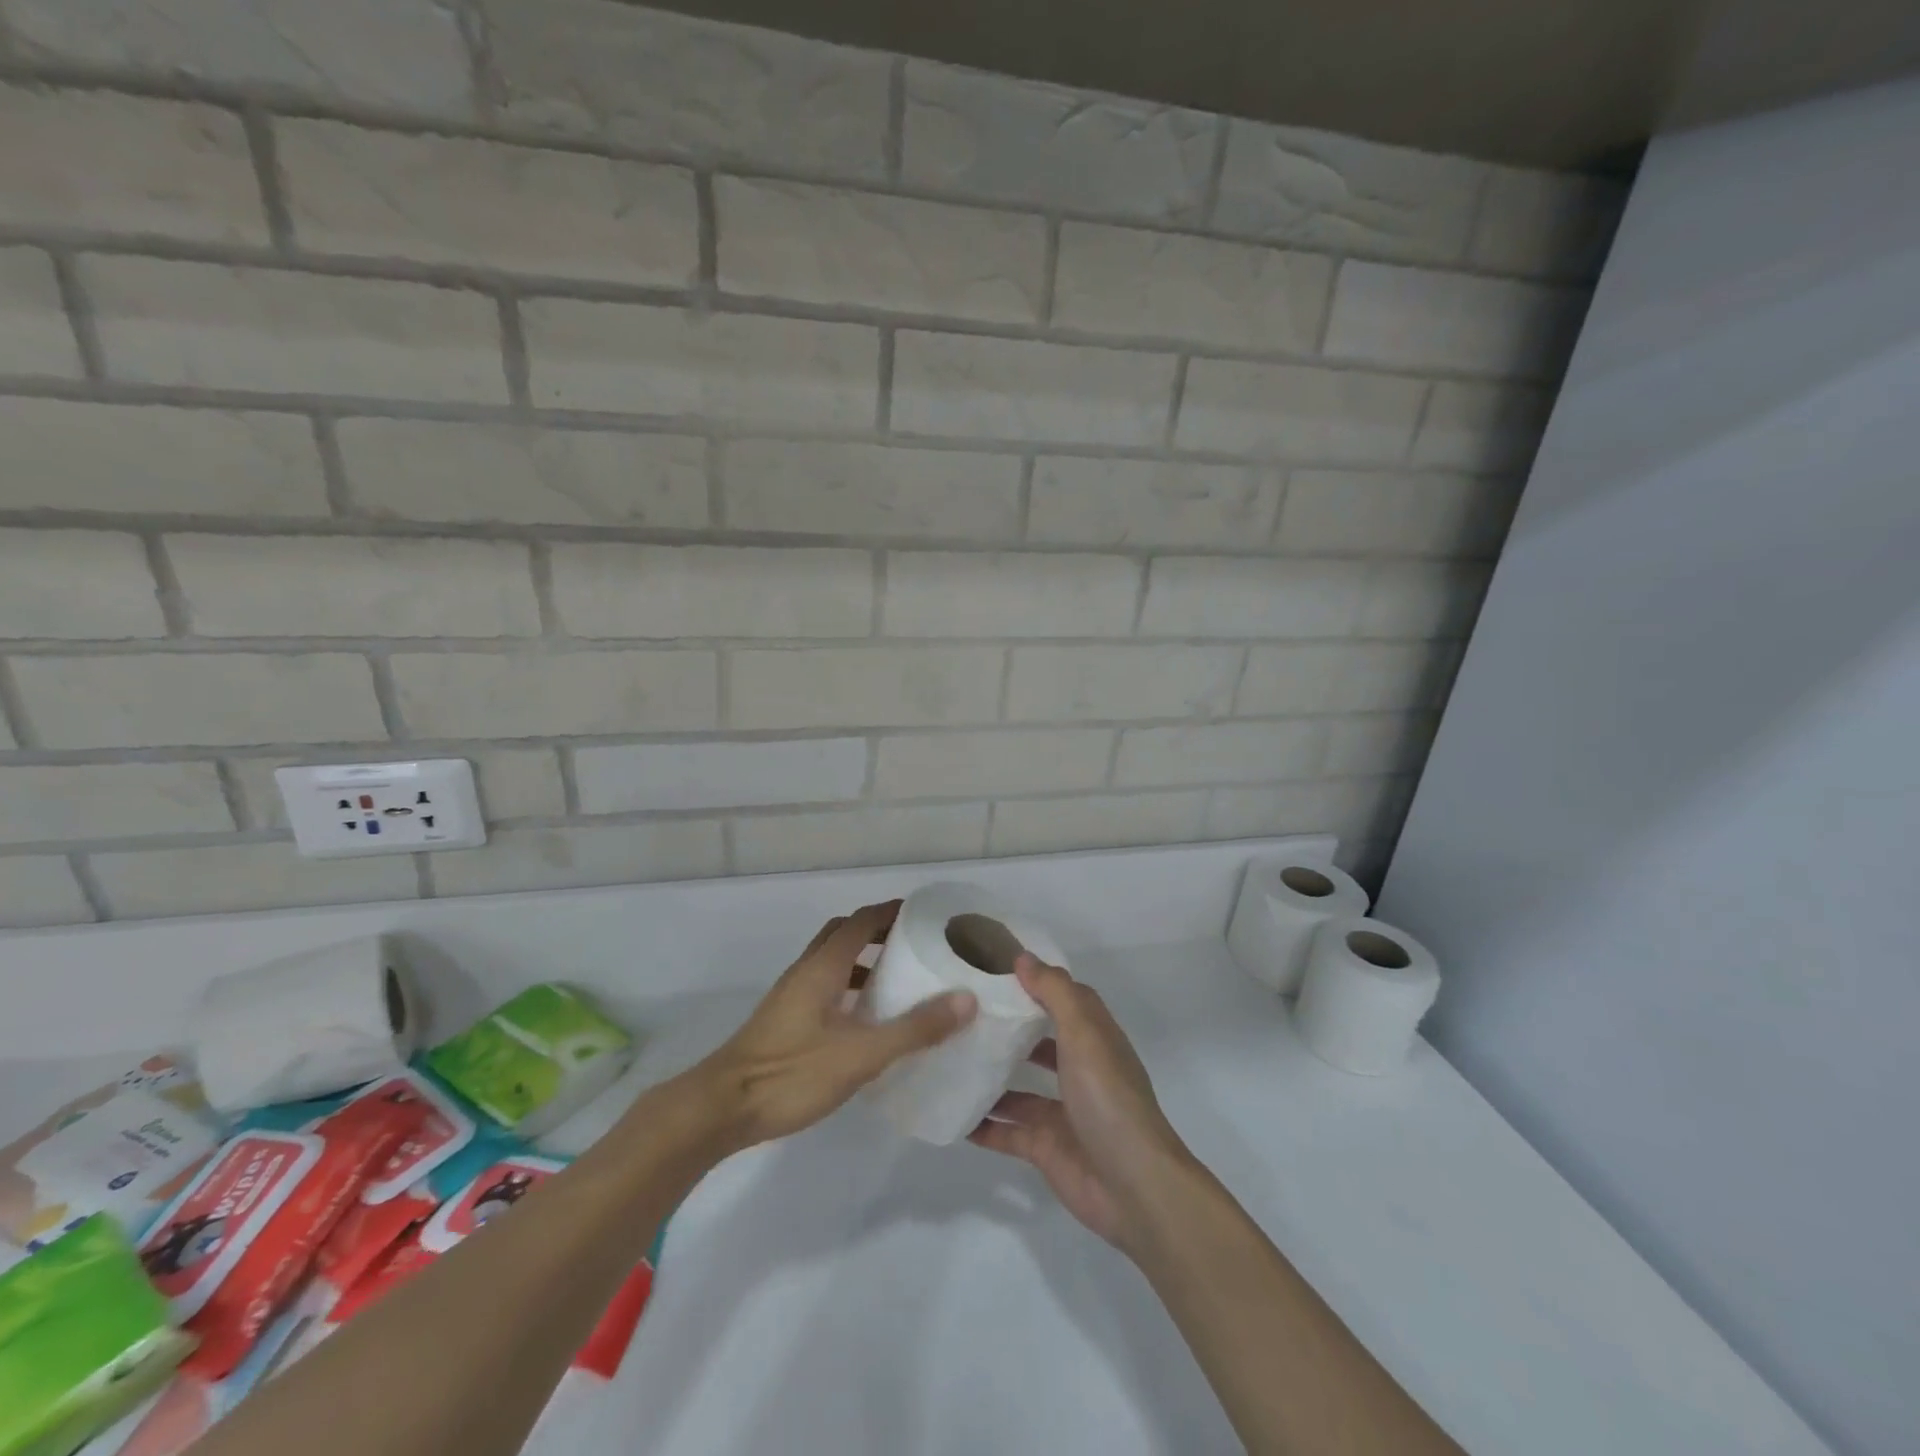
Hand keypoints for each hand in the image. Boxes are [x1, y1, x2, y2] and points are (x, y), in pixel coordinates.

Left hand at [695, 902, 977, 1150]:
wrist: (721, 1109)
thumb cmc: (791, 1073)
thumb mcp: (861, 1054)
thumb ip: (914, 1028)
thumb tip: (966, 999)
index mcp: (822, 966)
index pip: (861, 921)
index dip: (891, 911)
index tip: (925, 915)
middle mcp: (805, 972)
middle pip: (843, 934)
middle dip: (878, 932)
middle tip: (915, 945)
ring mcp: (790, 997)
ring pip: (831, 962)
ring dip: (862, 962)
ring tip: (898, 982)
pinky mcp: (784, 1022)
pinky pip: (823, 988)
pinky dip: (848, 989)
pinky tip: (864, 1023)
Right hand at [968, 955, 1192, 1254]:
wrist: (1134, 1188)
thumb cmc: (1109, 1099)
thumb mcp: (1083, 1035)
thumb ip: (1054, 993)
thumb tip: (1023, 958)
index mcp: (1094, 1039)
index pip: (1065, 999)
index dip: (1037, 982)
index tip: (994, 970)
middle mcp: (1079, 1071)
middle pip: (1040, 1042)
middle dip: (1008, 1030)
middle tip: (962, 1015)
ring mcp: (1061, 1111)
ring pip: (1019, 1089)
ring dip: (990, 1077)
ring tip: (948, 1060)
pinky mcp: (1045, 1147)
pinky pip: (1007, 1131)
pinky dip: (982, 1125)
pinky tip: (951, 1114)